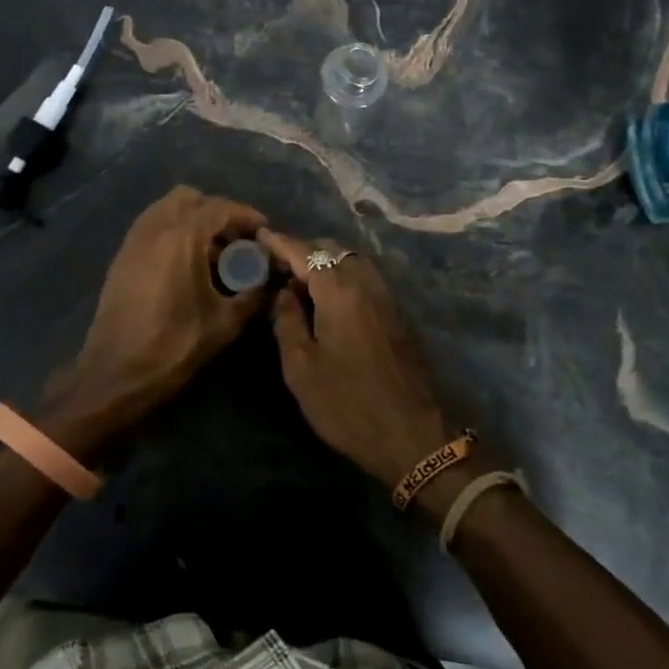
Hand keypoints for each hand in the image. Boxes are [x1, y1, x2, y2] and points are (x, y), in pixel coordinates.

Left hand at [42, 186, 266, 455]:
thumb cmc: (174, 346)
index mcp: (182, 237)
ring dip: (192, 220)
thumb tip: (271, 281)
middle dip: (216, 212)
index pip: (220, 208)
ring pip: (167, 209)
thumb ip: (253, 295)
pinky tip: (186, 263)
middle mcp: (155, 227)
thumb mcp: (224, 323)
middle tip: (235, 239)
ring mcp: (134, 240)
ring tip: (211, 251)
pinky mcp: (121, 257)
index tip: (263, 230)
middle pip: (190, 199)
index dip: (246, 215)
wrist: (115, 374)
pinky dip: (172, 231)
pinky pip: (152, 226)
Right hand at [256, 230, 453, 487]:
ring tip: (298, 282)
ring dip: (324, 262)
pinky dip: (342, 275)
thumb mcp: (301, 367)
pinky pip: (364, 276)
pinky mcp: (396, 311)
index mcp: (339, 289)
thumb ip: (287, 320)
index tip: (259, 234)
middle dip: (302, 250)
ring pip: (350, 260)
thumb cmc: (347, 403)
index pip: (304, 252)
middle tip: (275, 265)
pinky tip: (327, 299)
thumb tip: (284, 292)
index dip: (279, 242)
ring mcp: (385, 295)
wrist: (410, 434)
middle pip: (330, 249)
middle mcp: (365, 281)